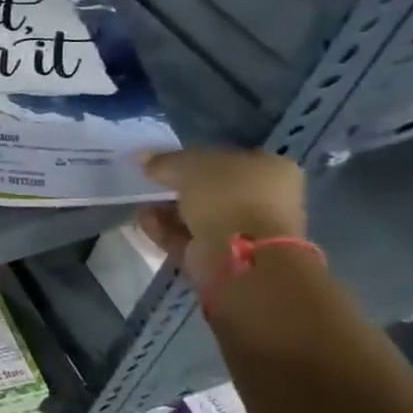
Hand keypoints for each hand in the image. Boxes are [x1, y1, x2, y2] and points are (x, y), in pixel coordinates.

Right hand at [138, 148, 305, 290]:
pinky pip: (188, 237)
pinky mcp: (223, 256)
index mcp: (271, 169)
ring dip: (167, 209)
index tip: (166, 161)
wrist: (240, 255)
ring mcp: (245, 231)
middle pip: (212, 188)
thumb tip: (144, 158)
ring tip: (141, 202)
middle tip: (151, 182)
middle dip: (178, 187)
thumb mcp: (188, 165)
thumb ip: (164, 160)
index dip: (195, 157)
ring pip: (198, 215)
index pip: (229, 157)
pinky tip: (144, 221)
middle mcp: (265, 200)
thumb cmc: (226, 196)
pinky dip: (165, 229)